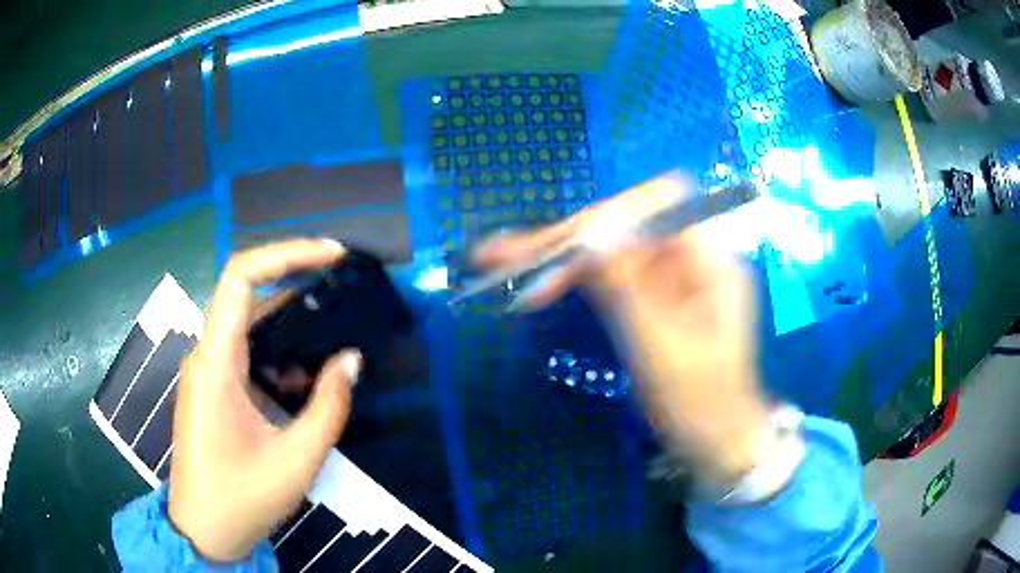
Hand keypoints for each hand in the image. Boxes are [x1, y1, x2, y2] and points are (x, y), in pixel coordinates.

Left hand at [169, 239, 361, 561]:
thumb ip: (328, 407)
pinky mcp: (213, 390)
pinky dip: (279, 353)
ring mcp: (207, 373)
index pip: (240, 276)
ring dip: (290, 322)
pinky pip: (245, 353)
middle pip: (247, 295)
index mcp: (216, 363)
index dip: (286, 253)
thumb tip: (352, 360)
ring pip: (248, 325)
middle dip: (295, 281)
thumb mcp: (296, 460)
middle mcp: (207, 356)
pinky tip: (307, 376)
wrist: (203, 532)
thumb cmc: (242, 499)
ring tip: (334, 328)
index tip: (331, 254)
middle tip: (343, 286)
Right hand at [474, 176, 774, 483]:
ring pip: (611, 250)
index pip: (658, 207)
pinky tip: (539, 287)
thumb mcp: (659, 345)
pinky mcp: (654, 296)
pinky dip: (576, 280)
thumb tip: (591, 226)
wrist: (715, 440)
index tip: (563, 243)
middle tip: (505, 254)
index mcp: (711, 261)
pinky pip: (612, 276)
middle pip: (625, 227)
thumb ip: (625, 284)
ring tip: (503, 262)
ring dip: (561, 257)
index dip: (608, 216)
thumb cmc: (697, 401)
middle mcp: (692, 258)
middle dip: (569, 239)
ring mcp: (671, 277)